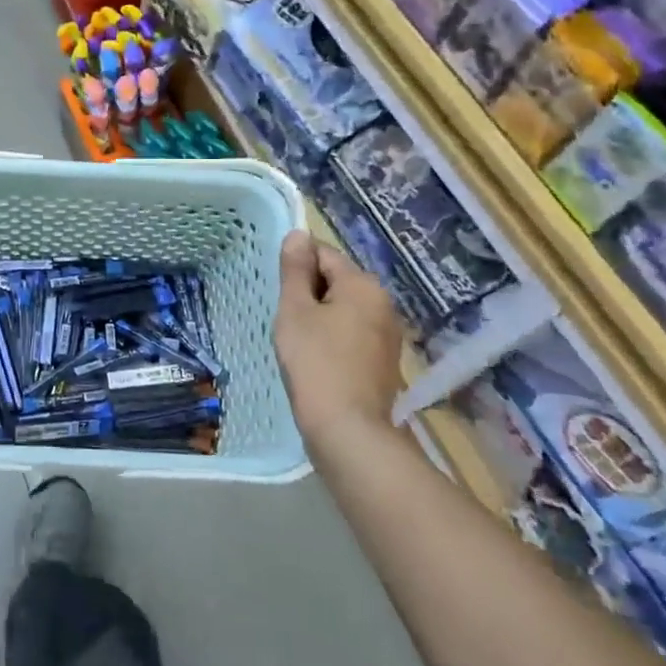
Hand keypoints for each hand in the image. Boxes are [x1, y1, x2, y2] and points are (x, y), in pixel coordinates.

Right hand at [274, 231, 404, 445]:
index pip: (323, 254)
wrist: (349, 430)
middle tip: (285, 318)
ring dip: (318, 317)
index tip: (278, 291)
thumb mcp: (295, 311)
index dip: (296, 267)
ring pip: (343, 309)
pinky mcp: (383, 361)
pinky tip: (315, 359)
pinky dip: (331, 338)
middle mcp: (383, 304)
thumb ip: (295, 271)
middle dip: (308, 293)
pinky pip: (351, 334)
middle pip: (336, 281)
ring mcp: (387, 335)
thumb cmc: (315, 363)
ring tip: (297, 340)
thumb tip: (298, 235)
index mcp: (363, 285)